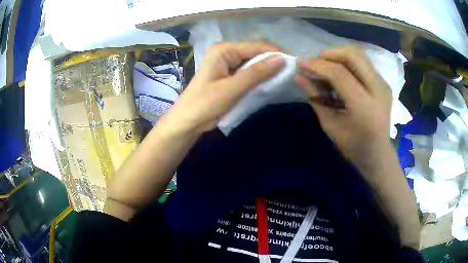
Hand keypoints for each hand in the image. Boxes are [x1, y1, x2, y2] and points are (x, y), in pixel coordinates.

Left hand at [161, 41, 284, 132]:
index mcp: (224, 50)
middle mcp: (226, 52)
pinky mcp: (229, 74)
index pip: (255, 46)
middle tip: (289, 73)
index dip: (274, 53)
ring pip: (253, 62)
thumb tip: (281, 60)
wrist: (188, 121)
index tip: (293, 64)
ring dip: (266, 69)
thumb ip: (256, 73)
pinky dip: (259, 76)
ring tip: (283, 77)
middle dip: (272, 61)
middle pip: (255, 52)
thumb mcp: (232, 89)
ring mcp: (227, 63)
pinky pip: (248, 71)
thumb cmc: (205, 104)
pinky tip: (269, 82)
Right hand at [295, 45, 392, 172]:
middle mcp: (378, 91)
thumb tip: (299, 77)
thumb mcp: (330, 127)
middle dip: (329, 54)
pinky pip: (364, 62)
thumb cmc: (353, 147)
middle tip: (315, 63)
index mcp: (365, 107)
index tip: (300, 63)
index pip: (340, 74)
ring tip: (326, 66)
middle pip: (353, 55)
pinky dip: (348, 62)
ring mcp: (383, 84)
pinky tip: (340, 74)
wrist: (379, 155)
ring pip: (359, 54)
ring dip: (339, 54)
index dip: (318, 65)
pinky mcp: (384, 83)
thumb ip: (316, 99)